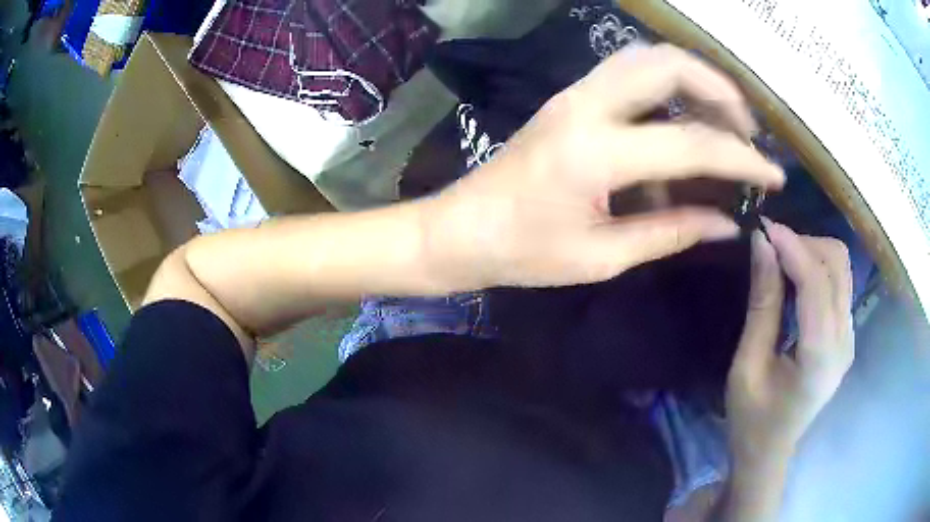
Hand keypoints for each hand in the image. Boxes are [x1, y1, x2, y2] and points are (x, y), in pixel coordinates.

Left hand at [426, 44, 783, 288]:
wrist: (461, 229)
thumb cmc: (522, 254)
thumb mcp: (601, 256)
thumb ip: (670, 233)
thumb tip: (727, 224)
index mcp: (594, 153)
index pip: (692, 144)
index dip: (743, 160)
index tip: (775, 177)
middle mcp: (585, 106)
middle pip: (667, 63)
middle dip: (720, 90)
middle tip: (746, 131)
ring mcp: (573, 94)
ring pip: (646, 58)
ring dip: (694, 80)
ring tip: (723, 122)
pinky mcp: (569, 98)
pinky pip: (629, 75)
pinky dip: (667, 89)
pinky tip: (681, 124)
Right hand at [726, 221, 854, 466]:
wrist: (770, 452)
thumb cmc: (752, 418)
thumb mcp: (746, 365)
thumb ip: (761, 305)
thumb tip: (761, 246)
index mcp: (820, 358)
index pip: (816, 283)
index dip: (792, 247)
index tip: (763, 227)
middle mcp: (844, 341)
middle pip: (837, 265)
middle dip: (804, 244)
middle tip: (770, 247)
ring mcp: (849, 337)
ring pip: (841, 268)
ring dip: (812, 252)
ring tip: (781, 260)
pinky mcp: (846, 335)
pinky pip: (838, 284)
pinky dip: (817, 268)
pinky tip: (795, 279)